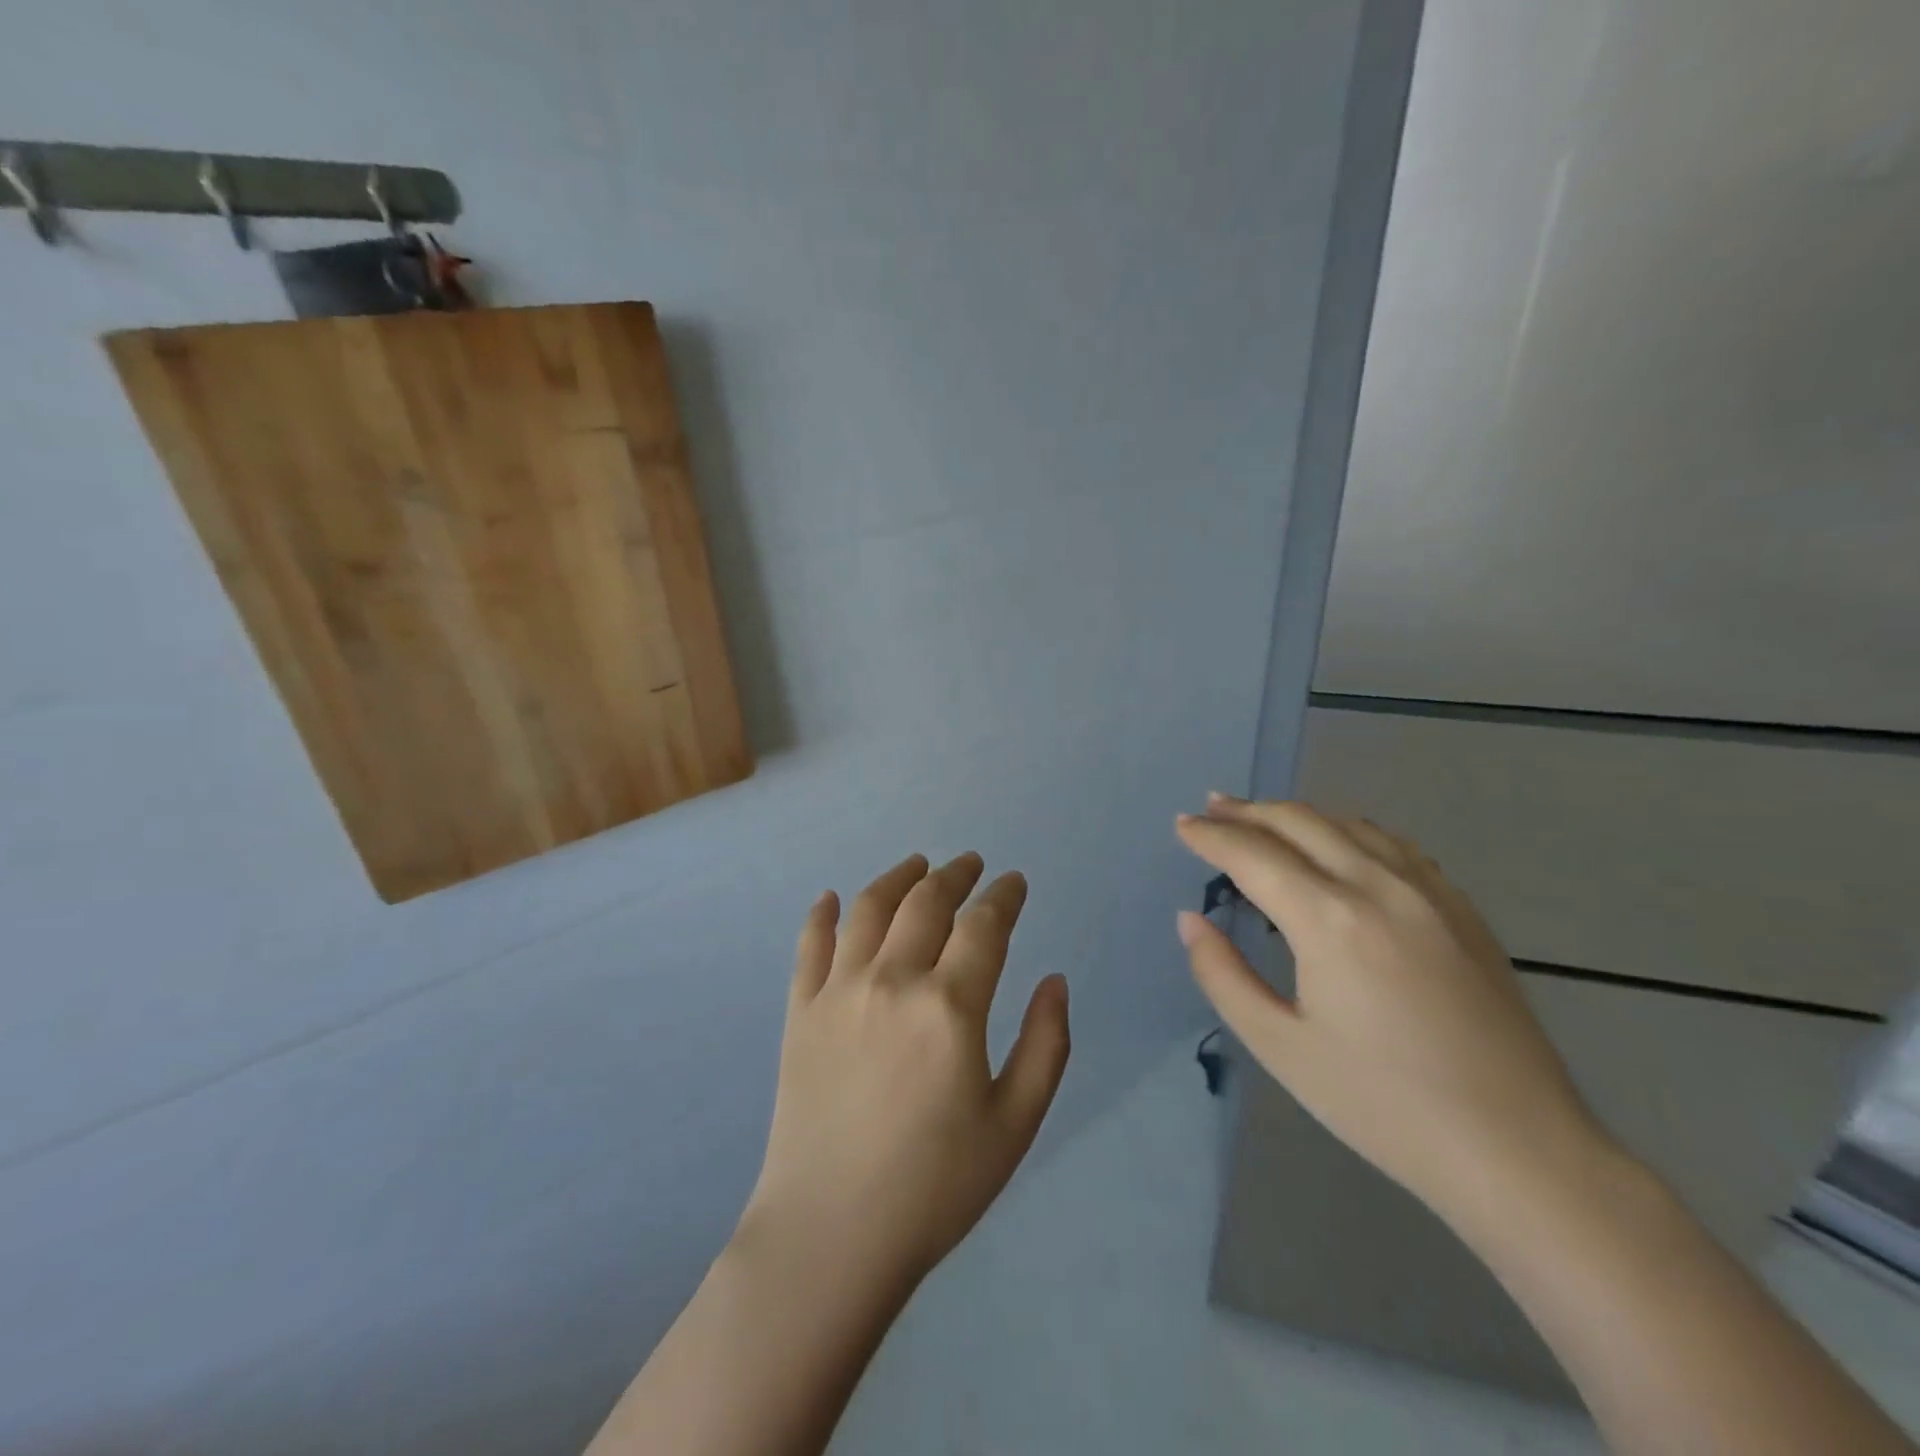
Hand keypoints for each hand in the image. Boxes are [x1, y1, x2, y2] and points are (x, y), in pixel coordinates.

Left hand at [739, 852, 1071, 1289]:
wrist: (832, 1234)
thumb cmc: (935, 1186)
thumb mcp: (1015, 1124)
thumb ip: (1045, 1045)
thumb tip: (1055, 980)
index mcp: (950, 1006)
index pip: (984, 925)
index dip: (1004, 896)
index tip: (1014, 883)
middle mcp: (893, 980)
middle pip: (927, 901)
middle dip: (956, 874)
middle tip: (971, 864)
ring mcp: (839, 991)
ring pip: (869, 908)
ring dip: (898, 877)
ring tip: (916, 865)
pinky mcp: (800, 1011)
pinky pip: (809, 945)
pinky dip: (820, 914)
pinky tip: (829, 898)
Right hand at [1175, 796, 1607, 1222]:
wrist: (1519, 1150)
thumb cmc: (1384, 1106)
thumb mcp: (1280, 1048)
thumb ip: (1222, 975)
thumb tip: (1191, 920)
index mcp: (1330, 921)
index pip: (1253, 855)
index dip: (1211, 836)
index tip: (1182, 825)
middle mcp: (1380, 887)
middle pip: (1301, 823)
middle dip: (1248, 811)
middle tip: (1211, 808)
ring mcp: (1430, 893)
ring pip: (1350, 824)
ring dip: (1297, 814)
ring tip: (1263, 817)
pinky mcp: (1463, 910)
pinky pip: (1394, 846)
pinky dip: (1349, 830)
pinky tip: (1339, 844)